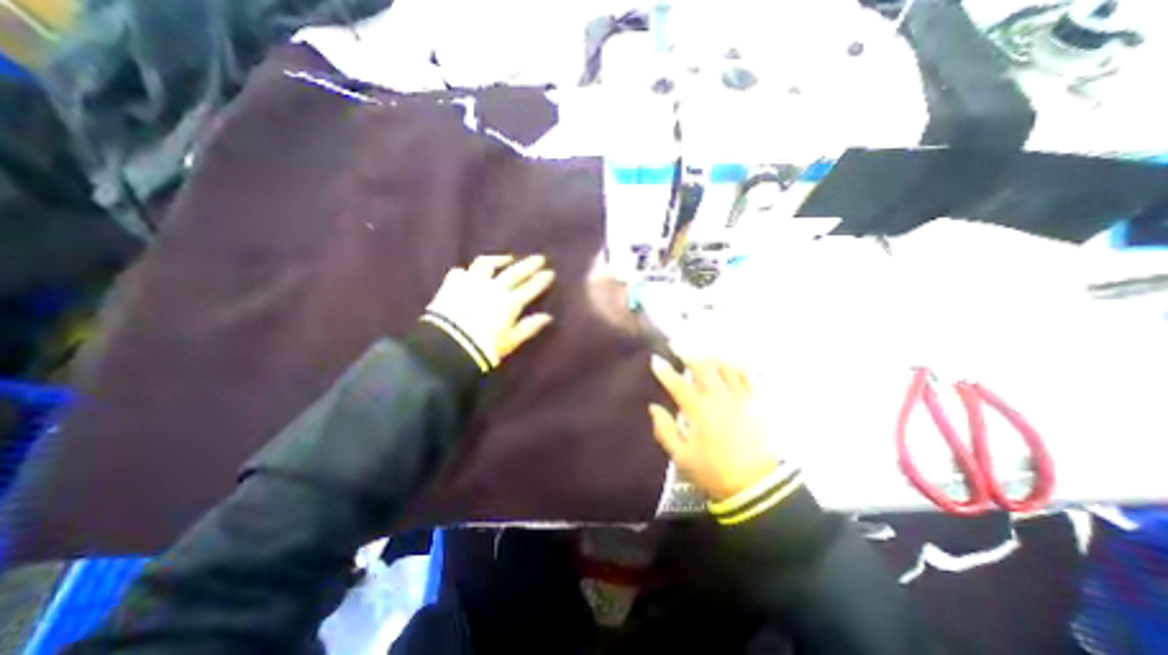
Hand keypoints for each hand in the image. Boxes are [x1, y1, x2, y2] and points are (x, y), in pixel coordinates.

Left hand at [428, 254, 557, 367]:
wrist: (447, 347)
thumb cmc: (484, 348)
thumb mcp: (511, 341)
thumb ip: (529, 327)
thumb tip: (547, 317)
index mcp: (509, 303)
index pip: (529, 288)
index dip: (540, 280)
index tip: (550, 272)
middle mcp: (492, 289)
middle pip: (514, 272)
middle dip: (528, 265)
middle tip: (538, 258)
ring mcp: (471, 284)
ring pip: (486, 264)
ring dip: (498, 260)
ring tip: (506, 259)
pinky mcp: (451, 286)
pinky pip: (459, 273)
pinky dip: (466, 272)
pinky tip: (469, 272)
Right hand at [653, 359, 778, 501]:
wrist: (757, 487)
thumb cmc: (715, 472)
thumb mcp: (682, 457)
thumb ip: (665, 430)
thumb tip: (653, 407)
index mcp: (700, 412)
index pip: (678, 385)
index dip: (664, 371)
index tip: (655, 359)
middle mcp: (720, 399)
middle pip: (703, 367)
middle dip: (687, 352)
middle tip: (676, 343)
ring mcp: (740, 399)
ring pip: (725, 368)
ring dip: (711, 355)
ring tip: (701, 347)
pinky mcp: (756, 404)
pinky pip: (747, 378)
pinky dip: (736, 366)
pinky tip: (730, 361)